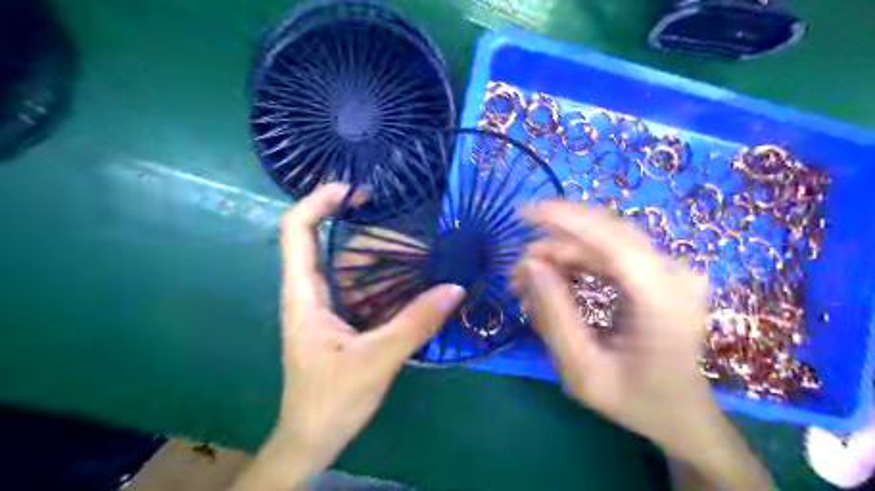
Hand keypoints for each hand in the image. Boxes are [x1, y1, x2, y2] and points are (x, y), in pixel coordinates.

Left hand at [232, 185, 464, 490]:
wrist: (313, 439)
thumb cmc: (331, 400)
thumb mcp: (378, 359)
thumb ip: (416, 323)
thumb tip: (454, 289)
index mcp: (306, 295)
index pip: (297, 231)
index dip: (318, 202)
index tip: (352, 190)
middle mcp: (313, 293)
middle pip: (339, 248)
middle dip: (375, 239)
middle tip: (418, 240)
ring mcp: (329, 307)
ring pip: (357, 271)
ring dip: (388, 264)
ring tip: (426, 260)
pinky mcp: (343, 321)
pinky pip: (367, 292)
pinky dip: (390, 285)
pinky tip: (416, 286)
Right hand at [515, 201, 775, 487]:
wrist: (682, 416)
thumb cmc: (634, 401)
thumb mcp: (582, 372)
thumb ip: (554, 317)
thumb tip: (529, 266)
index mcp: (662, 302)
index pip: (612, 241)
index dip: (566, 219)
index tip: (524, 212)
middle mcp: (674, 276)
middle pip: (606, 235)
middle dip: (554, 242)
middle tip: (517, 270)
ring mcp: (672, 272)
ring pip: (605, 242)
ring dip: (562, 254)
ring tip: (528, 281)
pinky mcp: (661, 274)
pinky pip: (612, 254)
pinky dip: (578, 262)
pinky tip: (555, 280)